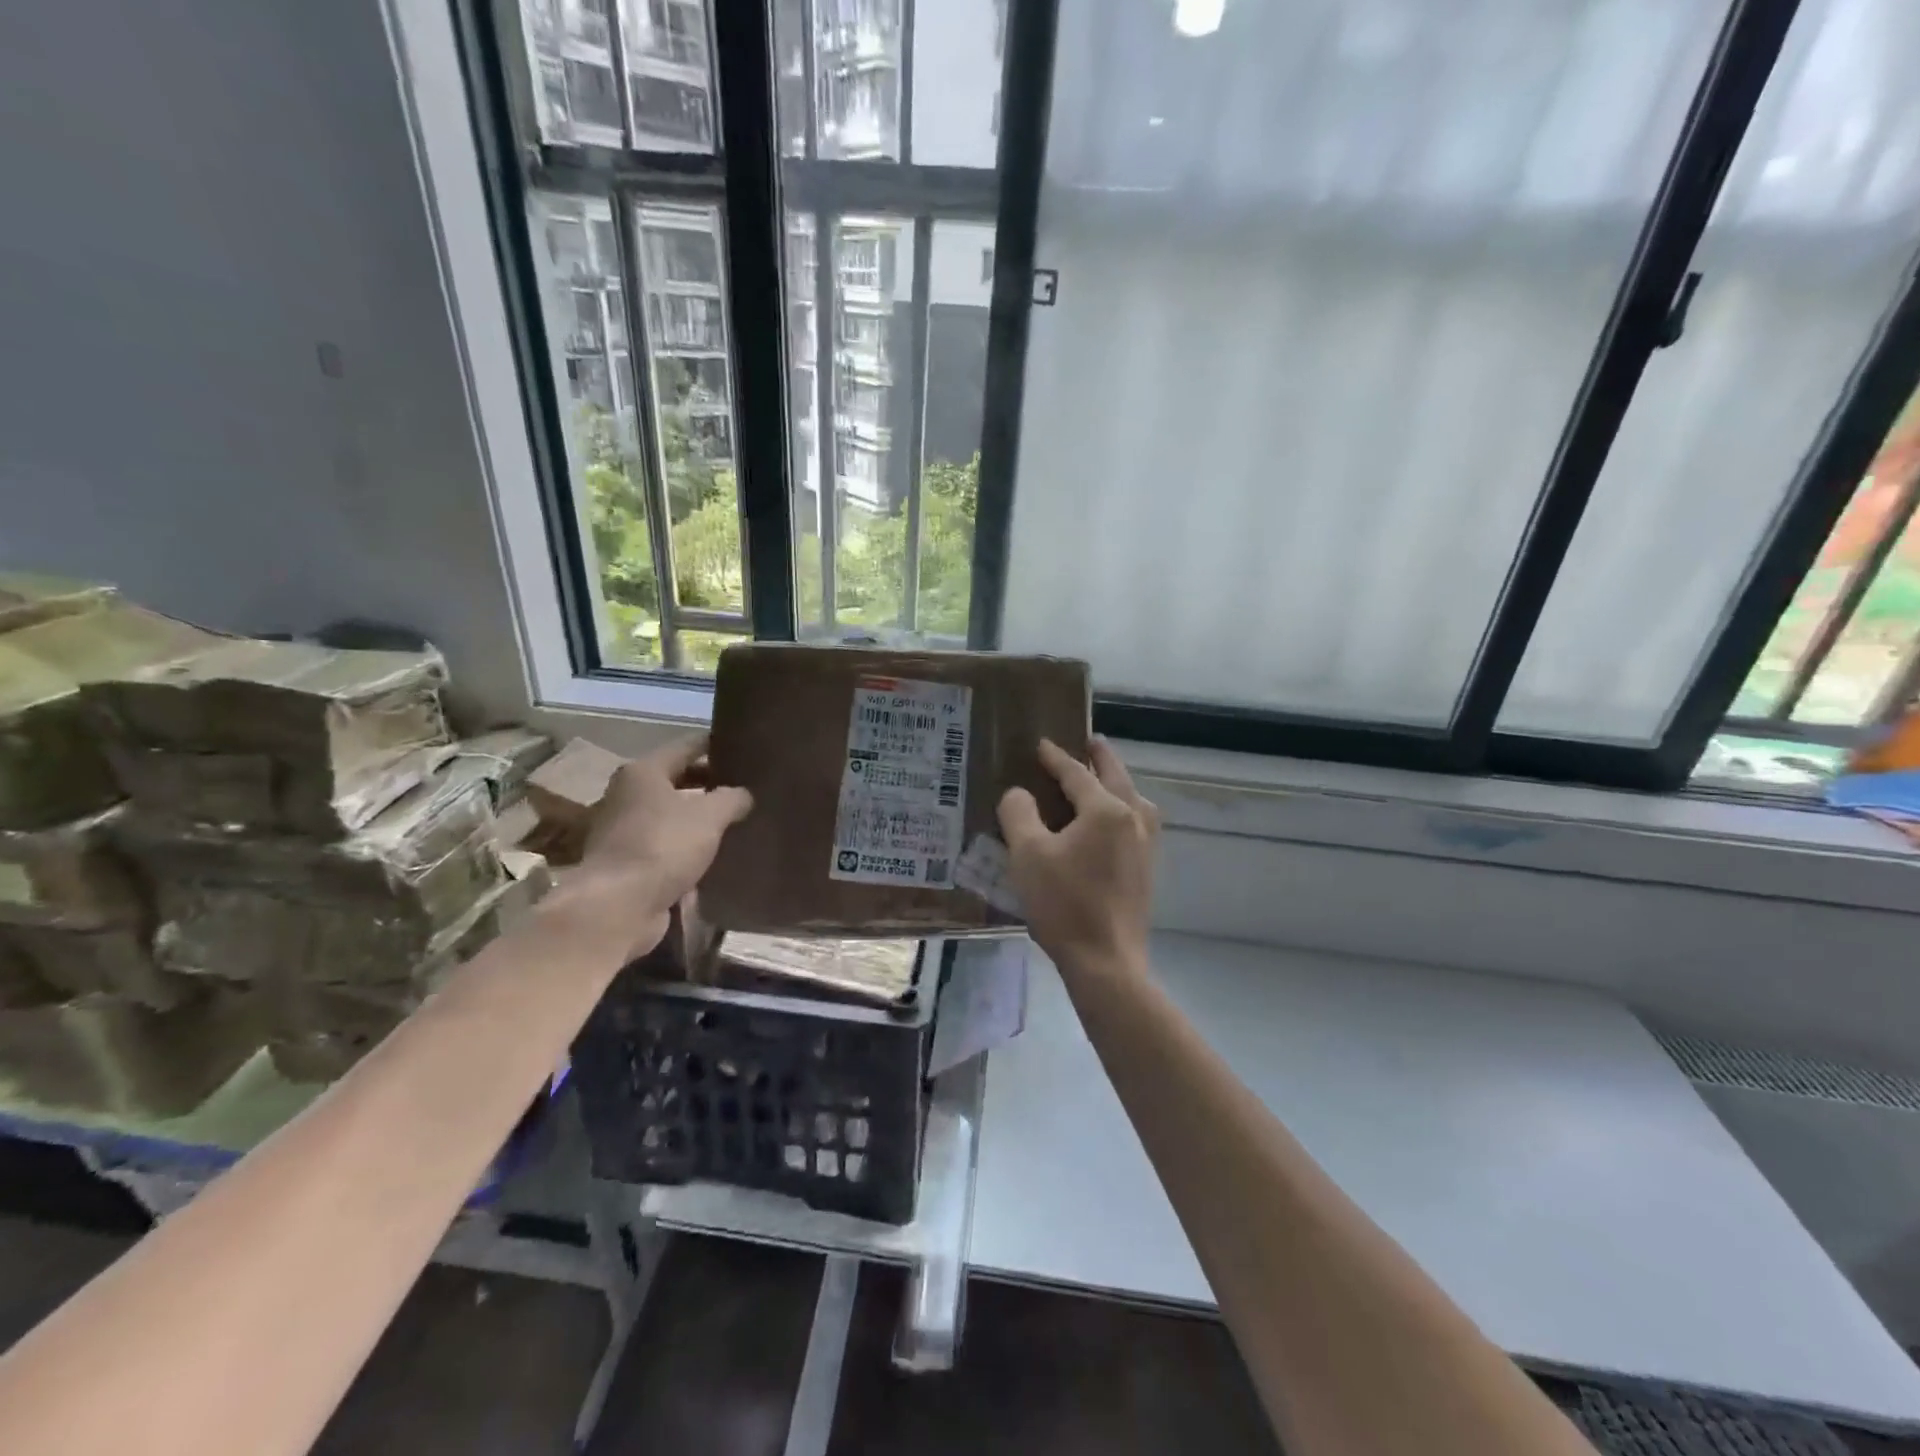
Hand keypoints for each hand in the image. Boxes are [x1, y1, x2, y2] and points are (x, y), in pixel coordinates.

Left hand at [565, 735, 752, 956]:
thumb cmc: (663, 846)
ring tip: (738, 819)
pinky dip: (689, 846)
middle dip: (711, 782)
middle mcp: (629, 794)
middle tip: (748, 785)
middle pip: (678, 779)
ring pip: (673, 814)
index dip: (716, 744)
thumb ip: (732, 798)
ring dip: (700, 817)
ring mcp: (625, 830)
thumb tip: (744, 794)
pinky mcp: (629, 863)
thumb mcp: (710, 815)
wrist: (619, 906)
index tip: (745, 747)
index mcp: (644, 772)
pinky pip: (667, 844)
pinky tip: (717, 853)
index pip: (687, 746)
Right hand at [997, 737, 1158, 978]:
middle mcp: (1133, 819)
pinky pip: (1138, 822)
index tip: (1041, 744)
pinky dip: (1124, 808)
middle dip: (1100, 757)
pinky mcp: (1147, 869)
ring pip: (1134, 799)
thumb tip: (1020, 794)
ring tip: (1103, 777)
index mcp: (1106, 810)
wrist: (1105, 961)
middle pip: (1116, 777)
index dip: (1056, 757)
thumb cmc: (1063, 904)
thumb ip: (1019, 813)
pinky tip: (1112, 822)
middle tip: (1089, 741)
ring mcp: (1146, 845)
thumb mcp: (1028, 854)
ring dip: (1118, 782)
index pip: (1077, 773)